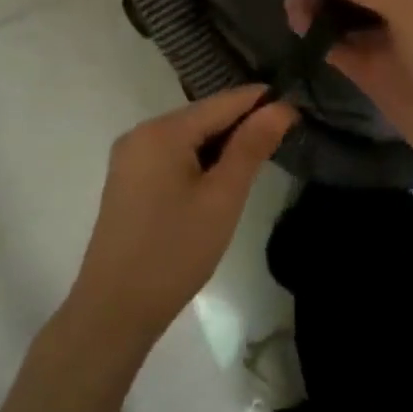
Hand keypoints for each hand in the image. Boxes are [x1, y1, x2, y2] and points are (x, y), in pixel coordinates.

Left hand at [63, 86, 296, 353]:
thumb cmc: (175, 251)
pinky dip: (198, 161)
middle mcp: (140, 133)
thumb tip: (281, 107)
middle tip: (284, 138)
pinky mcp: (127, 180)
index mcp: (162, 131)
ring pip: (187, 137)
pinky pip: (171, 156)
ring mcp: (130, 157)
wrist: (114, 309)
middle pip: (202, 117)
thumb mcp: (222, 198)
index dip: (261, 102)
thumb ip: (252, 147)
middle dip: (241, 125)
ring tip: (259, 159)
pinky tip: (219, 179)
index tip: (298, 107)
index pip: (222, 102)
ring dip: (221, 145)